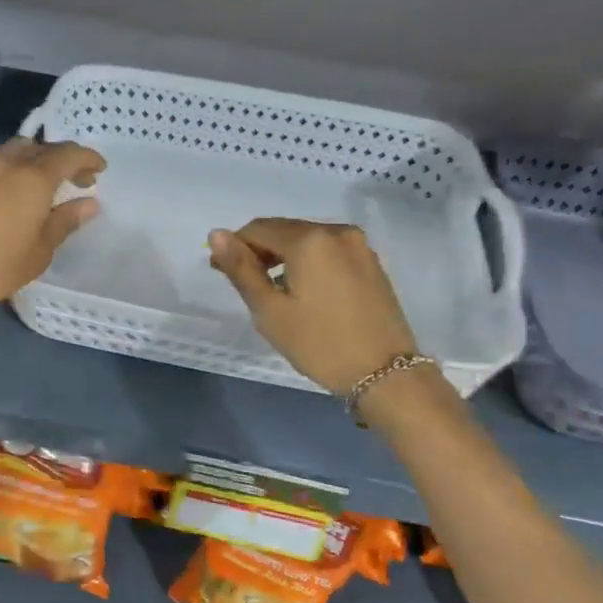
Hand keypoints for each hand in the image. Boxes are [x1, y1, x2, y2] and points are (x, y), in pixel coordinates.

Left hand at [0, 138, 105, 321]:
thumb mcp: (36, 254)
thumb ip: (63, 223)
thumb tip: (88, 203)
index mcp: (31, 179)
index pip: (67, 154)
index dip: (87, 158)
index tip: (99, 170)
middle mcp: (3, 163)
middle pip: (38, 148)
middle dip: (59, 159)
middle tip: (71, 180)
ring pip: (9, 153)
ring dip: (29, 163)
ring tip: (36, 188)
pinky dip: (4, 173)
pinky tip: (2, 198)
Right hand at [209, 219, 419, 395]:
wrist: (386, 374)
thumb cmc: (320, 344)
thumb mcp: (270, 310)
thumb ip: (241, 269)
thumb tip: (216, 234)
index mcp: (308, 240)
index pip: (258, 229)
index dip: (234, 246)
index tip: (221, 272)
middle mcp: (336, 231)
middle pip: (284, 230)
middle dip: (260, 251)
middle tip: (245, 285)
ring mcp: (358, 246)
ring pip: (307, 240)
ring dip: (284, 257)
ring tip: (274, 291)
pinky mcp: (371, 263)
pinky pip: (328, 251)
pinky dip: (309, 262)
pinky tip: (305, 291)